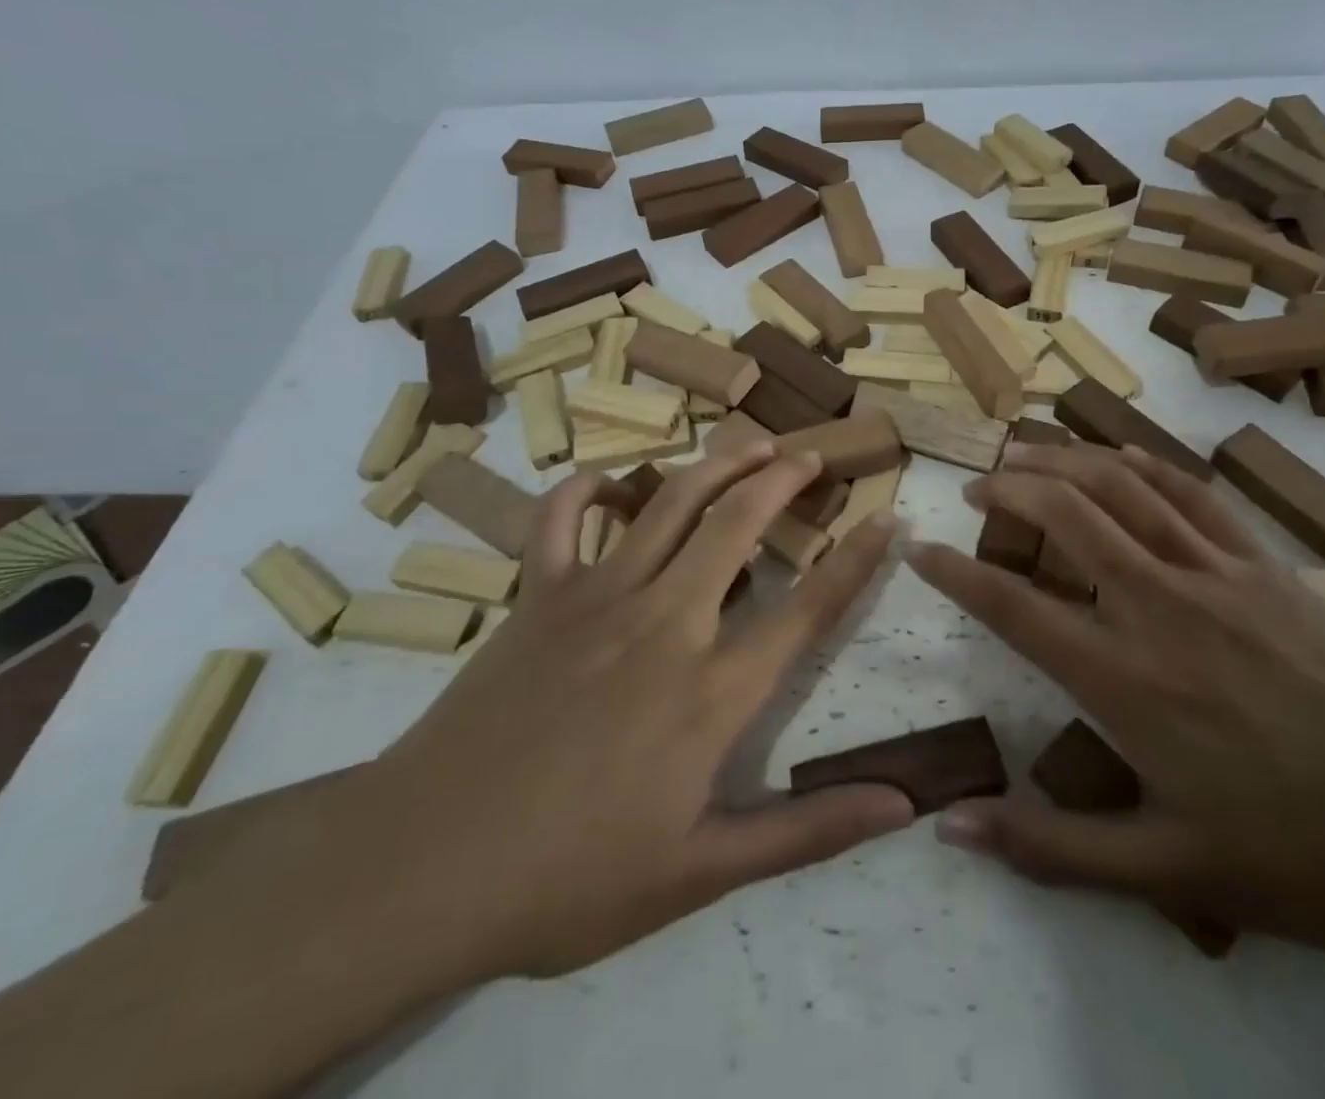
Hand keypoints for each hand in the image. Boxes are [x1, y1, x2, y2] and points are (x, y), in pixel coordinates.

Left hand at [322, 445, 914, 982]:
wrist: (422, 869)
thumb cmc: (569, 878)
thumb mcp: (700, 873)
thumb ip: (807, 833)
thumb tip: (902, 805)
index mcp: (710, 691)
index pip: (807, 610)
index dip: (855, 561)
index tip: (887, 520)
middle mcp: (664, 623)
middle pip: (737, 526)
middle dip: (783, 481)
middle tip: (810, 454)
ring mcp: (595, 598)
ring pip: (669, 506)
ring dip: (716, 466)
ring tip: (750, 445)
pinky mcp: (537, 595)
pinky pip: (563, 518)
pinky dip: (588, 488)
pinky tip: (611, 480)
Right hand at [908, 440, 1324, 949]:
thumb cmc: (1304, 850)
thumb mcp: (1171, 871)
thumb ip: (1054, 849)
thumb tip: (954, 827)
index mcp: (1124, 678)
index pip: (1014, 607)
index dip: (957, 573)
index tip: (922, 549)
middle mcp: (1157, 606)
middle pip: (1066, 516)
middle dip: (1010, 489)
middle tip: (976, 485)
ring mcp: (1214, 574)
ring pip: (1123, 489)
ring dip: (1066, 461)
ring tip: (1026, 452)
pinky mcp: (1264, 564)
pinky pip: (1193, 495)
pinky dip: (1147, 466)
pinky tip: (1121, 455)